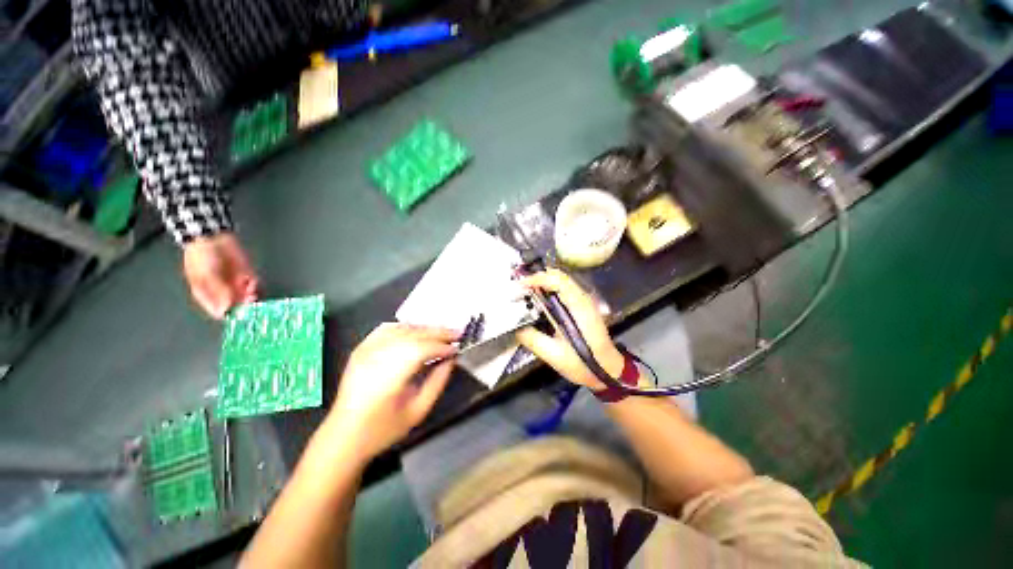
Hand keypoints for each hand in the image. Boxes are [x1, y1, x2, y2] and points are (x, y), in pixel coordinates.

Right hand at [182, 232, 258, 318]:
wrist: (212, 237)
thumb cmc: (202, 256)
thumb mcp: (205, 276)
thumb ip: (218, 292)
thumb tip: (225, 309)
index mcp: (207, 294)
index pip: (218, 311)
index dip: (228, 315)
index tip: (239, 316)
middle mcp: (222, 291)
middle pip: (235, 305)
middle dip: (243, 306)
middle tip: (248, 304)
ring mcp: (234, 283)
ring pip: (246, 296)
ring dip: (250, 297)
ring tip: (251, 294)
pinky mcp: (245, 274)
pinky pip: (253, 284)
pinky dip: (254, 285)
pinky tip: (252, 282)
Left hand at [327, 324, 458, 460]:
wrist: (343, 436)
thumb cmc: (383, 429)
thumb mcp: (418, 411)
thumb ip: (437, 382)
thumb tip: (451, 360)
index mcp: (389, 376)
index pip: (422, 349)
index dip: (442, 346)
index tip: (457, 348)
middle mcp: (376, 357)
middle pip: (413, 335)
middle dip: (438, 332)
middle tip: (457, 333)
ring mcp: (366, 351)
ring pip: (401, 329)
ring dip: (424, 328)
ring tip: (441, 332)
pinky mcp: (361, 349)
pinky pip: (386, 329)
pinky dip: (405, 326)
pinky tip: (416, 330)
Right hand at [515, 269, 623, 389]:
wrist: (607, 370)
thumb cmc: (583, 363)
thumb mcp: (554, 355)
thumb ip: (533, 339)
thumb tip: (515, 327)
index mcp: (578, 307)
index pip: (557, 280)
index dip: (537, 279)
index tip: (519, 286)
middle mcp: (582, 298)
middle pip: (558, 276)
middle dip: (537, 278)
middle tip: (519, 288)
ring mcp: (583, 300)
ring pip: (560, 281)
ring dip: (542, 283)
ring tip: (524, 292)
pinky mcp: (581, 305)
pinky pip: (562, 289)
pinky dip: (548, 289)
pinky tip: (538, 300)